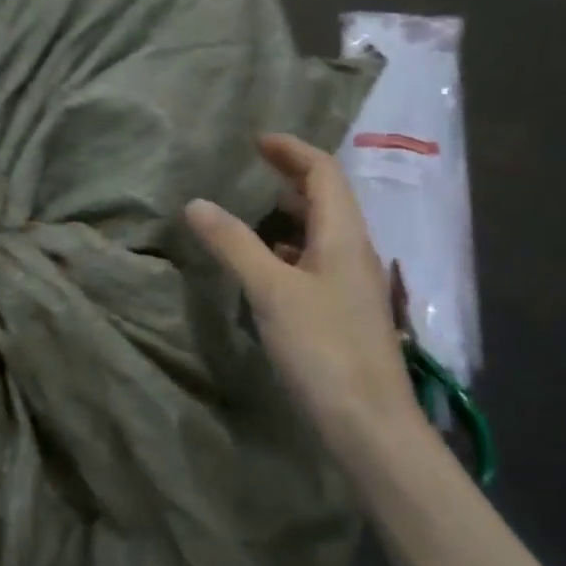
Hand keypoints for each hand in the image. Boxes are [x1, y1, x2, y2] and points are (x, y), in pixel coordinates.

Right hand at [185, 134, 418, 460]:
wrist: (369, 424)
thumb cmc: (323, 348)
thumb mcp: (271, 291)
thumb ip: (234, 244)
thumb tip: (196, 203)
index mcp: (344, 236)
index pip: (324, 173)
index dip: (293, 150)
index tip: (257, 141)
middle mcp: (354, 253)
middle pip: (328, 199)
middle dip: (293, 176)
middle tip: (255, 168)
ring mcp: (351, 286)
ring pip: (323, 233)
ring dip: (293, 213)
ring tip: (256, 208)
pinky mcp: (343, 314)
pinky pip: (317, 263)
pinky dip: (291, 249)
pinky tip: (269, 265)